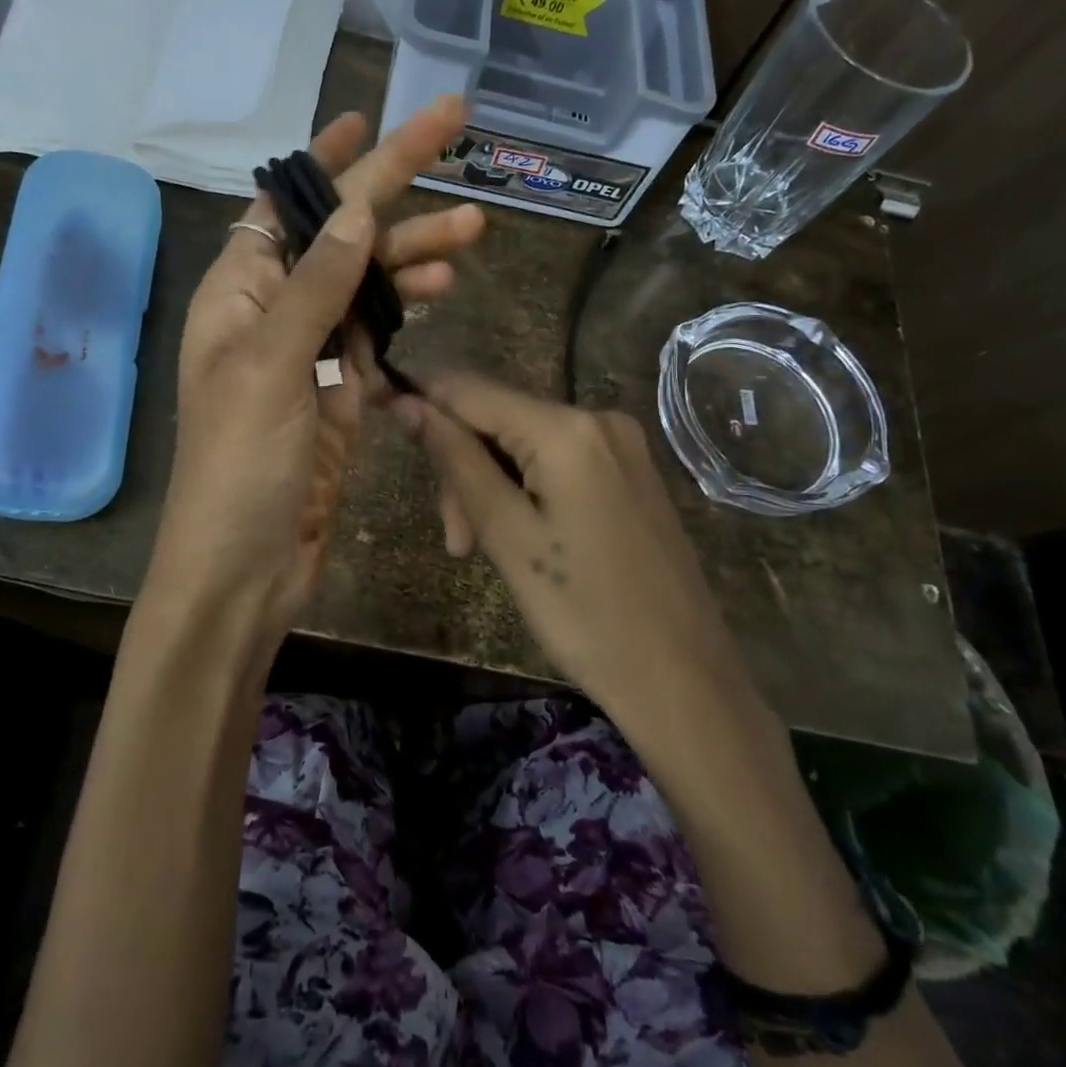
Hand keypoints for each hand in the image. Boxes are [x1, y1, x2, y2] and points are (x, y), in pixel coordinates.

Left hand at [145, 97, 483, 665]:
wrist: (246, 566)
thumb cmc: (240, 466)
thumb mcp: (269, 367)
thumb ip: (315, 288)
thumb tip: (356, 213)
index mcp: (238, 292)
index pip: (286, 206)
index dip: (328, 162)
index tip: (369, 118)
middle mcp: (271, 312)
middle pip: (339, 237)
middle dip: (396, 193)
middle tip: (457, 140)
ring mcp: (308, 354)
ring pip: (366, 285)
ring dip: (413, 255)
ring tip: (472, 233)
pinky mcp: (338, 393)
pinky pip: (375, 334)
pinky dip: (406, 310)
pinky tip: (442, 288)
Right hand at [391, 373, 752, 720]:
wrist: (682, 677)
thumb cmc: (584, 614)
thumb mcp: (506, 535)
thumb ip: (455, 460)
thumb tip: (407, 402)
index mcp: (566, 428)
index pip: (468, 389)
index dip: (420, 401)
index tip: (383, 423)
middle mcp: (598, 417)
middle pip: (498, 419)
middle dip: (463, 468)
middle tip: (456, 541)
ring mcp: (621, 444)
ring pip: (525, 443)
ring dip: (491, 486)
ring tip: (481, 550)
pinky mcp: (631, 471)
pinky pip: (558, 461)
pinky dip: (527, 490)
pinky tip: (524, 536)